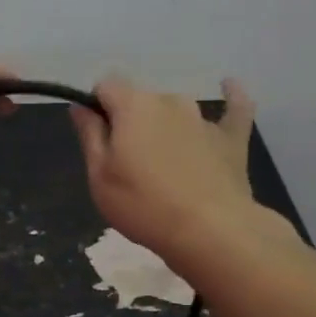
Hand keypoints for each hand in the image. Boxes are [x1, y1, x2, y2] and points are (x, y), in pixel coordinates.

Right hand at [71, 76, 289, 262]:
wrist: (209, 230)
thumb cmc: (142, 205)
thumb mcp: (100, 175)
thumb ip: (90, 135)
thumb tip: (81, 106)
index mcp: (133, 106)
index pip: (107, 86)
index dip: (97, 107)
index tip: (96, 138)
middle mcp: (170, 101)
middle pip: (141, 100)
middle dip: (130, 123)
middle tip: (127, 164)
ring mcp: (204, 118)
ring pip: (175, 110)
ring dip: (164, 126)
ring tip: (163, 162)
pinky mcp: (232, 137)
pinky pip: (234, 107)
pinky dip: (231, 96)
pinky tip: (229, 87)